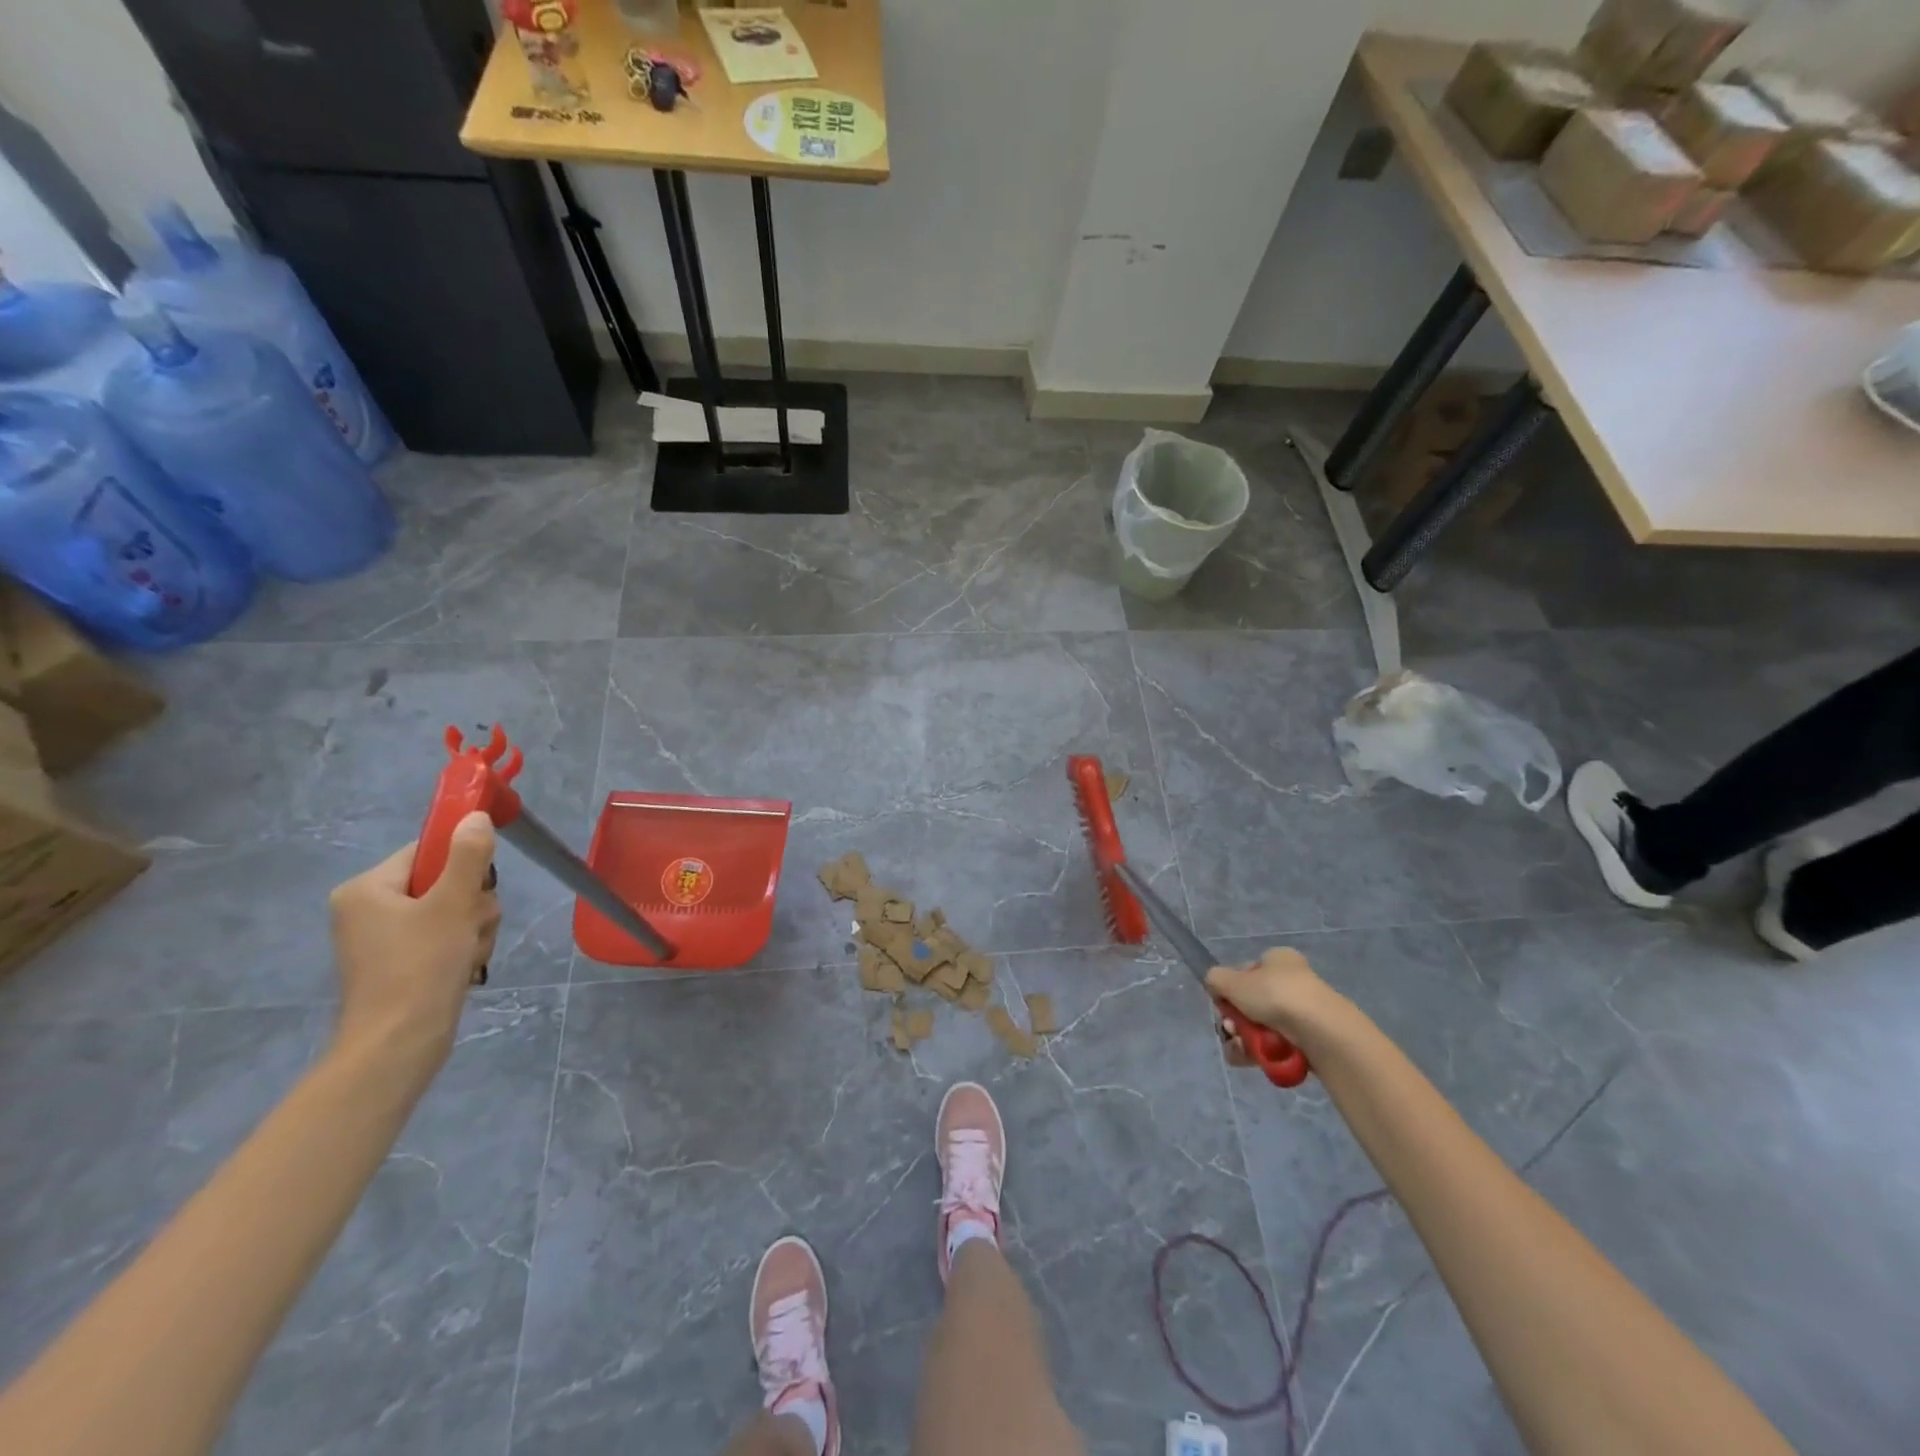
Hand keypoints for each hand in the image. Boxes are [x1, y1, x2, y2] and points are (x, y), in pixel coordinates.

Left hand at [328, 812, 500, 1078]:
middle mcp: (368, 909)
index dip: (462, 864)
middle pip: (445, 881)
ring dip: (473, 928)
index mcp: (366, 888)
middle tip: (470, 927)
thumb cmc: (421, 966)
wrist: (399, 1043)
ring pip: (452, 910)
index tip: (477, 888)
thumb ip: (468, 856)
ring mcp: (384, 938)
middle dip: (472, 904)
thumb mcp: (452, 903)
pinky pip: (445, 937)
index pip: (426, 851)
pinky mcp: (401, 963)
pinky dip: (462, 947)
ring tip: (468, 953)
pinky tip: (464, 966)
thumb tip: (475, 816)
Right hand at [1205, 948, 1344, 1064]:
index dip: (1230, 989)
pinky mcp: (1310, 1041)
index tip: (1224, 1004)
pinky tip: (1253, 1060)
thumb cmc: (1276, 996)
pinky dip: (1262, 1054)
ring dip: (1244, 1039)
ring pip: (1261, 1028)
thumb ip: (1215, 979)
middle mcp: (1292, 982)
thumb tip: (1215, 986)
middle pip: (1251, 1003)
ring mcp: (1303, 1013)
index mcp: (1278, 960)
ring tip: (1241, 1049)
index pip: (1246, 973)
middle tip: (1231, 1029)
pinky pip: (1277, 1046)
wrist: (1322, 1032)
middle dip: (1235, 1020)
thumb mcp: (1233, 981)